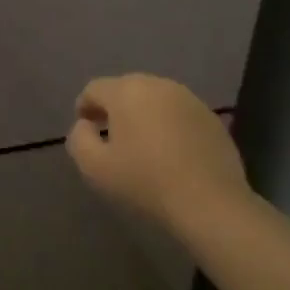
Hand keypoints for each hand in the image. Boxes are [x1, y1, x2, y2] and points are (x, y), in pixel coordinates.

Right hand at [66, 74, 252, 229]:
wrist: (210, 203)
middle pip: (125, 89)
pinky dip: (167, 125)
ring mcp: (189, 99)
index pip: (94, 89)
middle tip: (109, 136)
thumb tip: (85, 125)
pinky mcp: (211, 118)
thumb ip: (78, 138)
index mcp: (127, 91)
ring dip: (142, 115)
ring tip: (140, 144)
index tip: (85, 130)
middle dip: (113, 108)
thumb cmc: (145, 182)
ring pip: (154, 100)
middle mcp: (158, 85)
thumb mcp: (94, 167)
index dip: (84, 107)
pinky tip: (169, 152)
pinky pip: (178, 114)